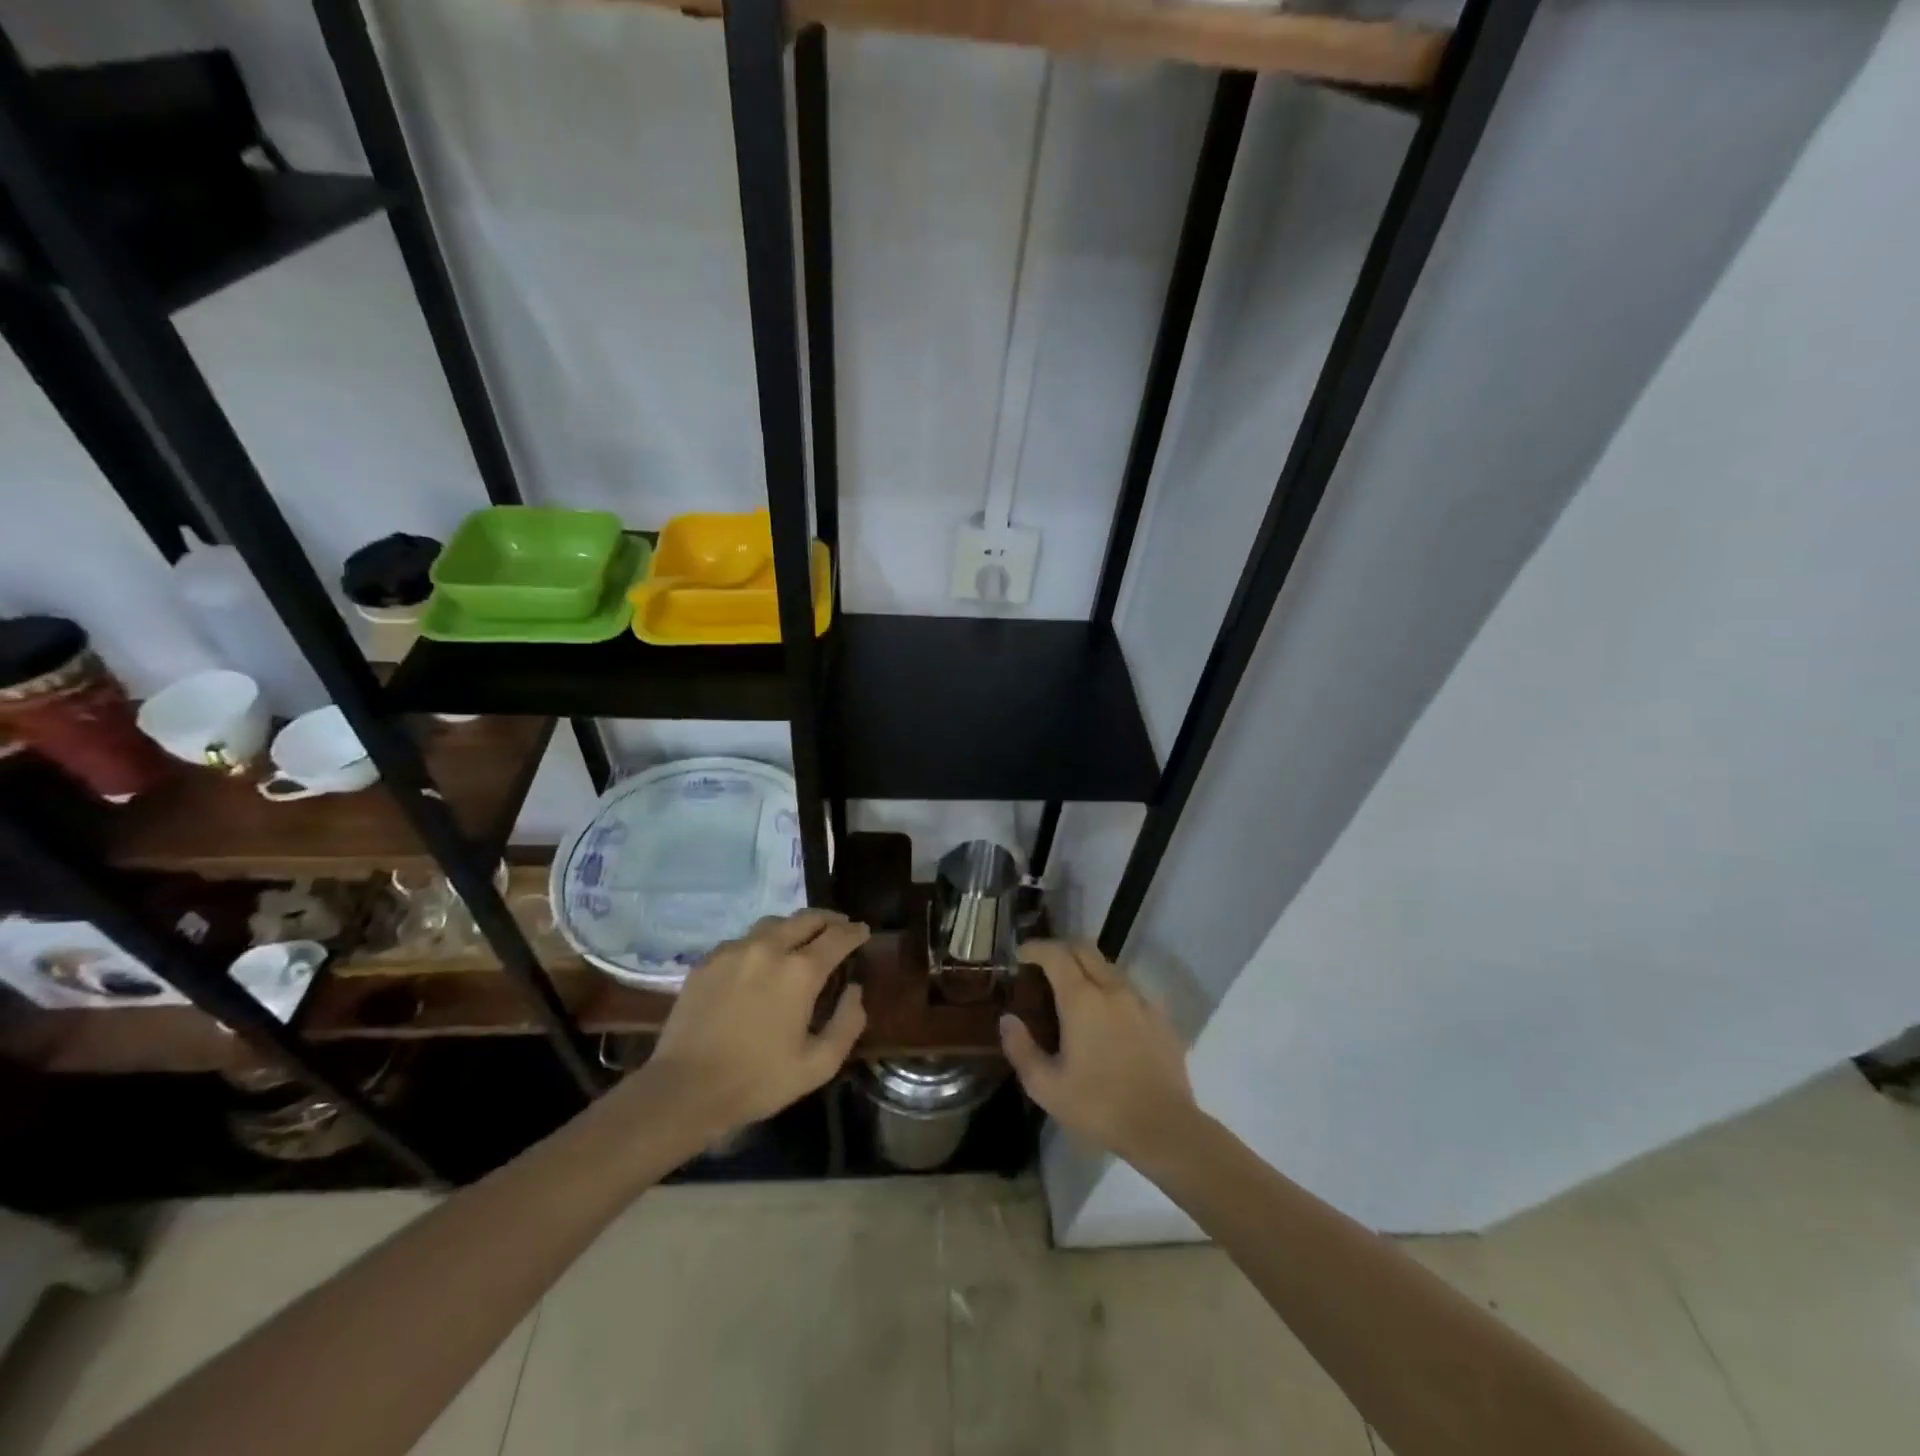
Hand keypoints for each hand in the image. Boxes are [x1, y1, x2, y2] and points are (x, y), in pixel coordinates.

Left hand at [637, 909, 869, 1142]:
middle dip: (829, 920)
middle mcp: (769, 948)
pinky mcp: (708, 961)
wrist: (684, 1090)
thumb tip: (854, 989)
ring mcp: (734, 950)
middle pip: (806, 918)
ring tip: (801, 940)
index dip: (855, 932)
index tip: (863, 932)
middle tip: (839, 928)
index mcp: (801, 971)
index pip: (838, 936)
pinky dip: (762, 943)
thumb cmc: (758, 1080)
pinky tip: (760, 961)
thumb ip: (848, 1022)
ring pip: (774, 923)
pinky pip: (743, 940)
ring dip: (795, 927)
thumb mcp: (819, 1064)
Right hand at [1000, 940, 1198, 1165]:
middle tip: (1044, 965)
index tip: (1021, 955)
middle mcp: (1113, 989)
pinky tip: (1106, 1015)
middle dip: (1061, 949)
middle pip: (1084, 949)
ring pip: (1109, 967)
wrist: (1164, 1128)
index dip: (1035, 948)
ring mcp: (1141, 1001)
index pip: (1056, 954)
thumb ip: (1021, 1049)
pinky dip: (1110, 989)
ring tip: (1073, 991)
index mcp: (1082, 1000)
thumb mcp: (1047, 1087)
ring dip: (1087, 968)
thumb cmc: (1099, 1106)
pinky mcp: (1161, 1017)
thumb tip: (1007, 1019)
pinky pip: (1129, 989)